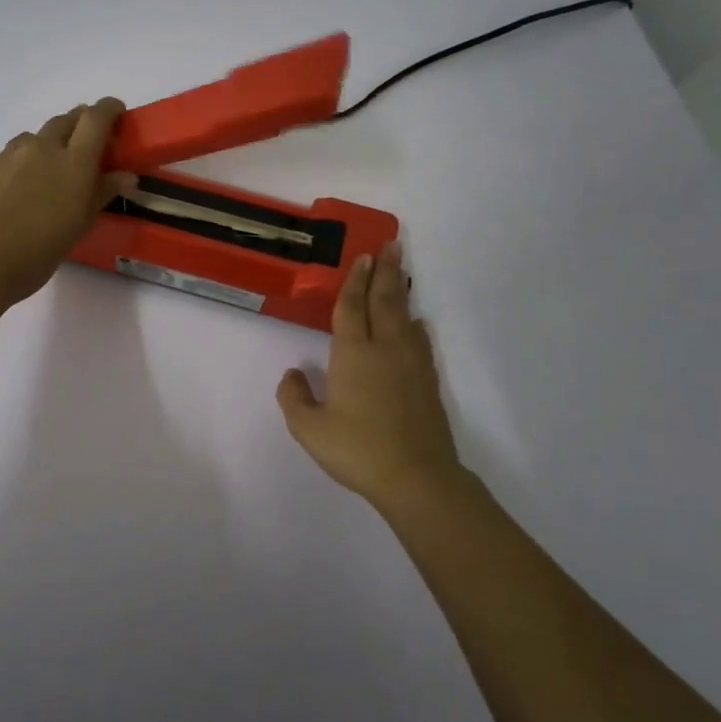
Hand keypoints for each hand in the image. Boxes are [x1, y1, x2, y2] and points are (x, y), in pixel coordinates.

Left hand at [0, 100, 134, 305]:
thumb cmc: (39, 250)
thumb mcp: (79, 225)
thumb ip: (102, 193)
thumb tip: (126, 175)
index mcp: (74, 162)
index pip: (96, 118)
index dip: (110, 108)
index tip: (118, 112)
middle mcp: (45, 148)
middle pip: (68, 119)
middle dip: (83, 122)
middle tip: (93, 142)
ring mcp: (15, 154)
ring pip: (41, 133)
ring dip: (55, 138)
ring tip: (59, 164)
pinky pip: (19, 148)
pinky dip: (32, 153)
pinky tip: (30, 179)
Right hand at [275, 242, 463, 504]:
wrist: (416, 477)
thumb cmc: (357, 449)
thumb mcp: (309, 429)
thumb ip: (294, 398)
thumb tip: (293, 374)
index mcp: (353, 354)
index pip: (351, 308)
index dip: (354, 281)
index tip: (361, 257)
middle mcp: (384, 349)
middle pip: (384, 301)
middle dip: (384, 271)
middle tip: (391, 244)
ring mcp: (410, 364)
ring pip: (404, 316)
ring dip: (401, 290)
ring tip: (400, 271)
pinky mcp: (427, 381)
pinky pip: (420, 341)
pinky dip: (416, 325)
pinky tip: (416, 322)